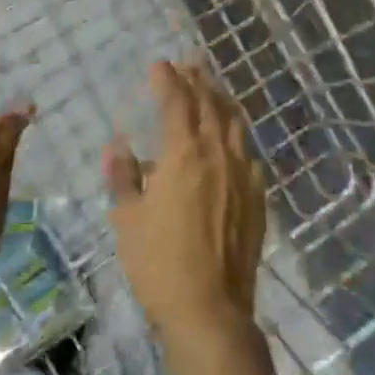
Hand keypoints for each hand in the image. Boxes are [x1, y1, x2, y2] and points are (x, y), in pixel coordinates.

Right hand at [106, 61, 266, 341]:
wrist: (210, 310)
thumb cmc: (159, 264)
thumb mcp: (127, 219)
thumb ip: (123, 177)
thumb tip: (117, 146)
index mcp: (183, 153)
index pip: (176, 101)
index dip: (167, 79)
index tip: (159, 65)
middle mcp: (218, 153)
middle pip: (209, 104)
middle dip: (197, 80)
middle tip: (187, 65)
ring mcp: (243, 174)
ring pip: (235, 123)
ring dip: (221, 100)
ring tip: (211, 88)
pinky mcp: (257, 196)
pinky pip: (248, 153)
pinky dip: (237, 135)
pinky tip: (232, 139)